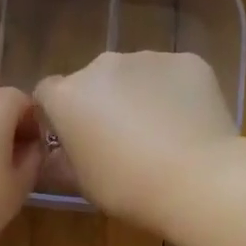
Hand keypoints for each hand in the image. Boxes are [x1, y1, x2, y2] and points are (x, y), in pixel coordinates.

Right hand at [34, 51, 237, 224]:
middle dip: (101, 102)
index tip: (73, 138)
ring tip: (160, 133)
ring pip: (134, 75)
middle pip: (92, 80)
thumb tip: (56, 155)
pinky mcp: (188, 61)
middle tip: (121, 140)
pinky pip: (172, 76)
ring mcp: (147, 58)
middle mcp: (101, 65)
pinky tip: (188, 125)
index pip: (47, 93)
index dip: (58, 115)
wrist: (198, 180)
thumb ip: (62, 161)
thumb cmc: (128, 187)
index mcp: (67, 95)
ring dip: (138, 95)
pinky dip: (175, 93)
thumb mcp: (82, 183)